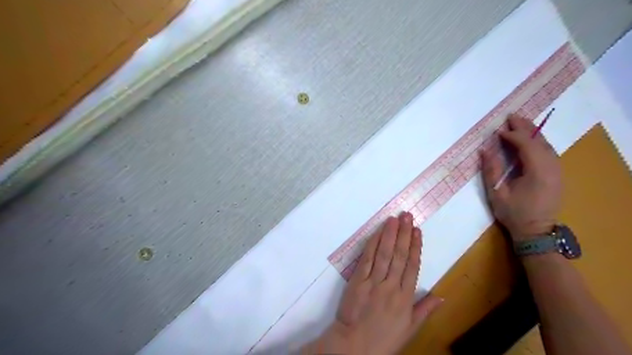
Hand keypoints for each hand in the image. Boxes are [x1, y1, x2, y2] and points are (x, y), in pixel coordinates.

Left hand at [303, 213, 439, 354]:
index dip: (416, 247)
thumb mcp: (409, 328)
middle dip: (404, 234)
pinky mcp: (358, 280)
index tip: (418, 231)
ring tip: (395, 219)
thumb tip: (441, 295)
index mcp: (405, 298)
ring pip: (384, 254)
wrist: (354, 345)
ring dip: (390, 234)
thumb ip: (424, 310)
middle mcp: (391, 286)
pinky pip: (367, 259)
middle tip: (407, 216)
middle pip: (399, 255)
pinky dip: (373, 244)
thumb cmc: (383, 338)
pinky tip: (377, 233)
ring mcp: (373, 282)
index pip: (413, 266)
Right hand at [483, 116, 559, 239]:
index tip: (497, 131)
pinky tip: (529, 139)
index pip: (526, 145)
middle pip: (540, 141)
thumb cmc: (513, 213)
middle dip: (525, 127)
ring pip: (546, 145)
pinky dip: (538, 142)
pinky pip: (548, 152)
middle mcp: (552, 167)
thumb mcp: (497, 193)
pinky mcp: (557, 174)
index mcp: (538, 172)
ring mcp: (557, 170)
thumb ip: (491, 170)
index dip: (512, 135)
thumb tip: (484, 150)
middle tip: (511, 116)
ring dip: (532, 132)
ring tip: (519, 123)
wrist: (536, 231)